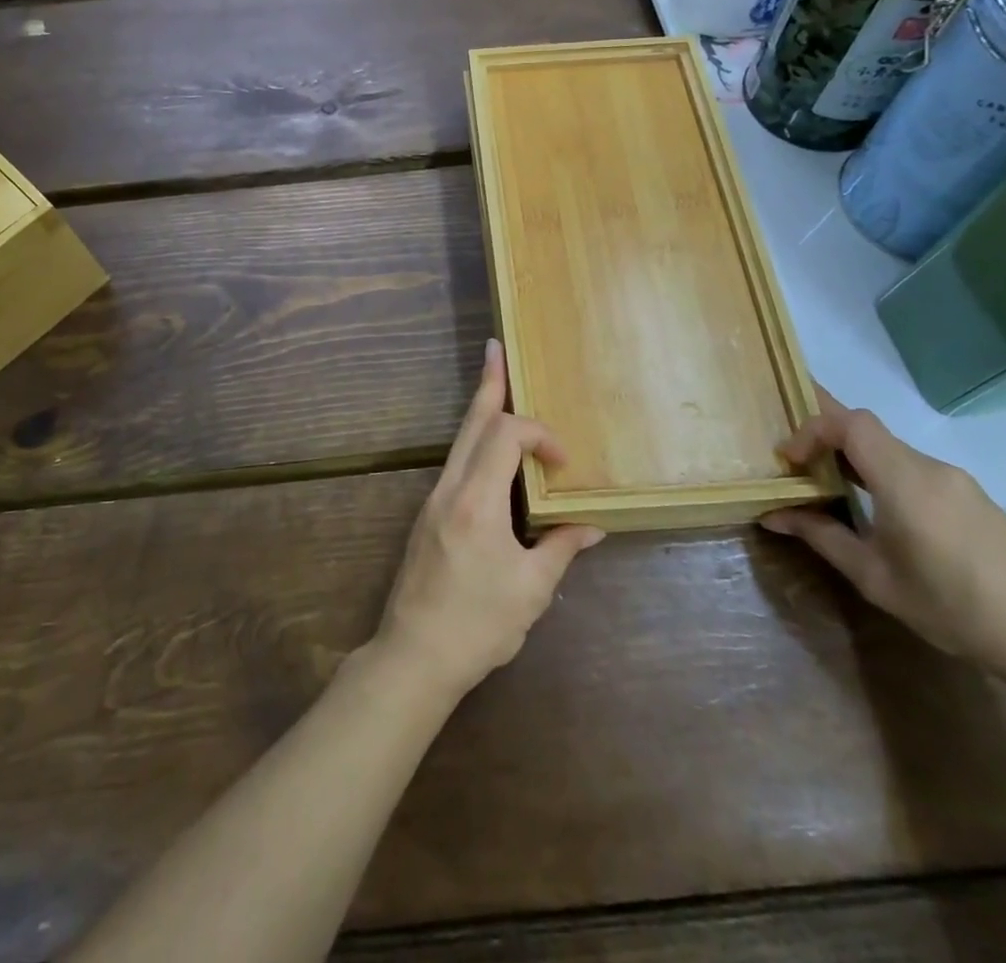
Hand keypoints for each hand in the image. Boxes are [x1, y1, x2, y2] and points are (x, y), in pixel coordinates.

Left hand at [375, 339, 603, 700]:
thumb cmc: (478, 625)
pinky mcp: (428, 516)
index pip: (506, 436)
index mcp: (475, 501)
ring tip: (494, 382)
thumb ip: (561, 548)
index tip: (563, 464)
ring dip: (480, 411)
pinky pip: (455, 463)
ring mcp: (433, 500)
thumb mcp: (531, 590)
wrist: (414, 655)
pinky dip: (475, 442)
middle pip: (472, 424)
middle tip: (496, 349)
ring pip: (459, 441)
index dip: (539, 436)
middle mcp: (449, 489)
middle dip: (489, 385)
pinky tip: (487, 448)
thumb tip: (591, 526)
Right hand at [761, 390, 1005, 685]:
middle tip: (798, 466)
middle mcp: (931, 468)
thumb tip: (772, 515)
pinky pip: (915, 469)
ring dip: (855, 459)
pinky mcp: (973, 497)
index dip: (811, 430)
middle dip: (826, 440)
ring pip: (891, 450)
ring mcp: (957, 481)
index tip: (790, 462)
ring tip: (832, 489)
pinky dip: (883, 474)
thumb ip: (821, 536)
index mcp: (905, 480)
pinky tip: (880, 511)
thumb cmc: (953, 607)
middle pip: (868, 430)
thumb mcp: (874, 577)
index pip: (850, 423)